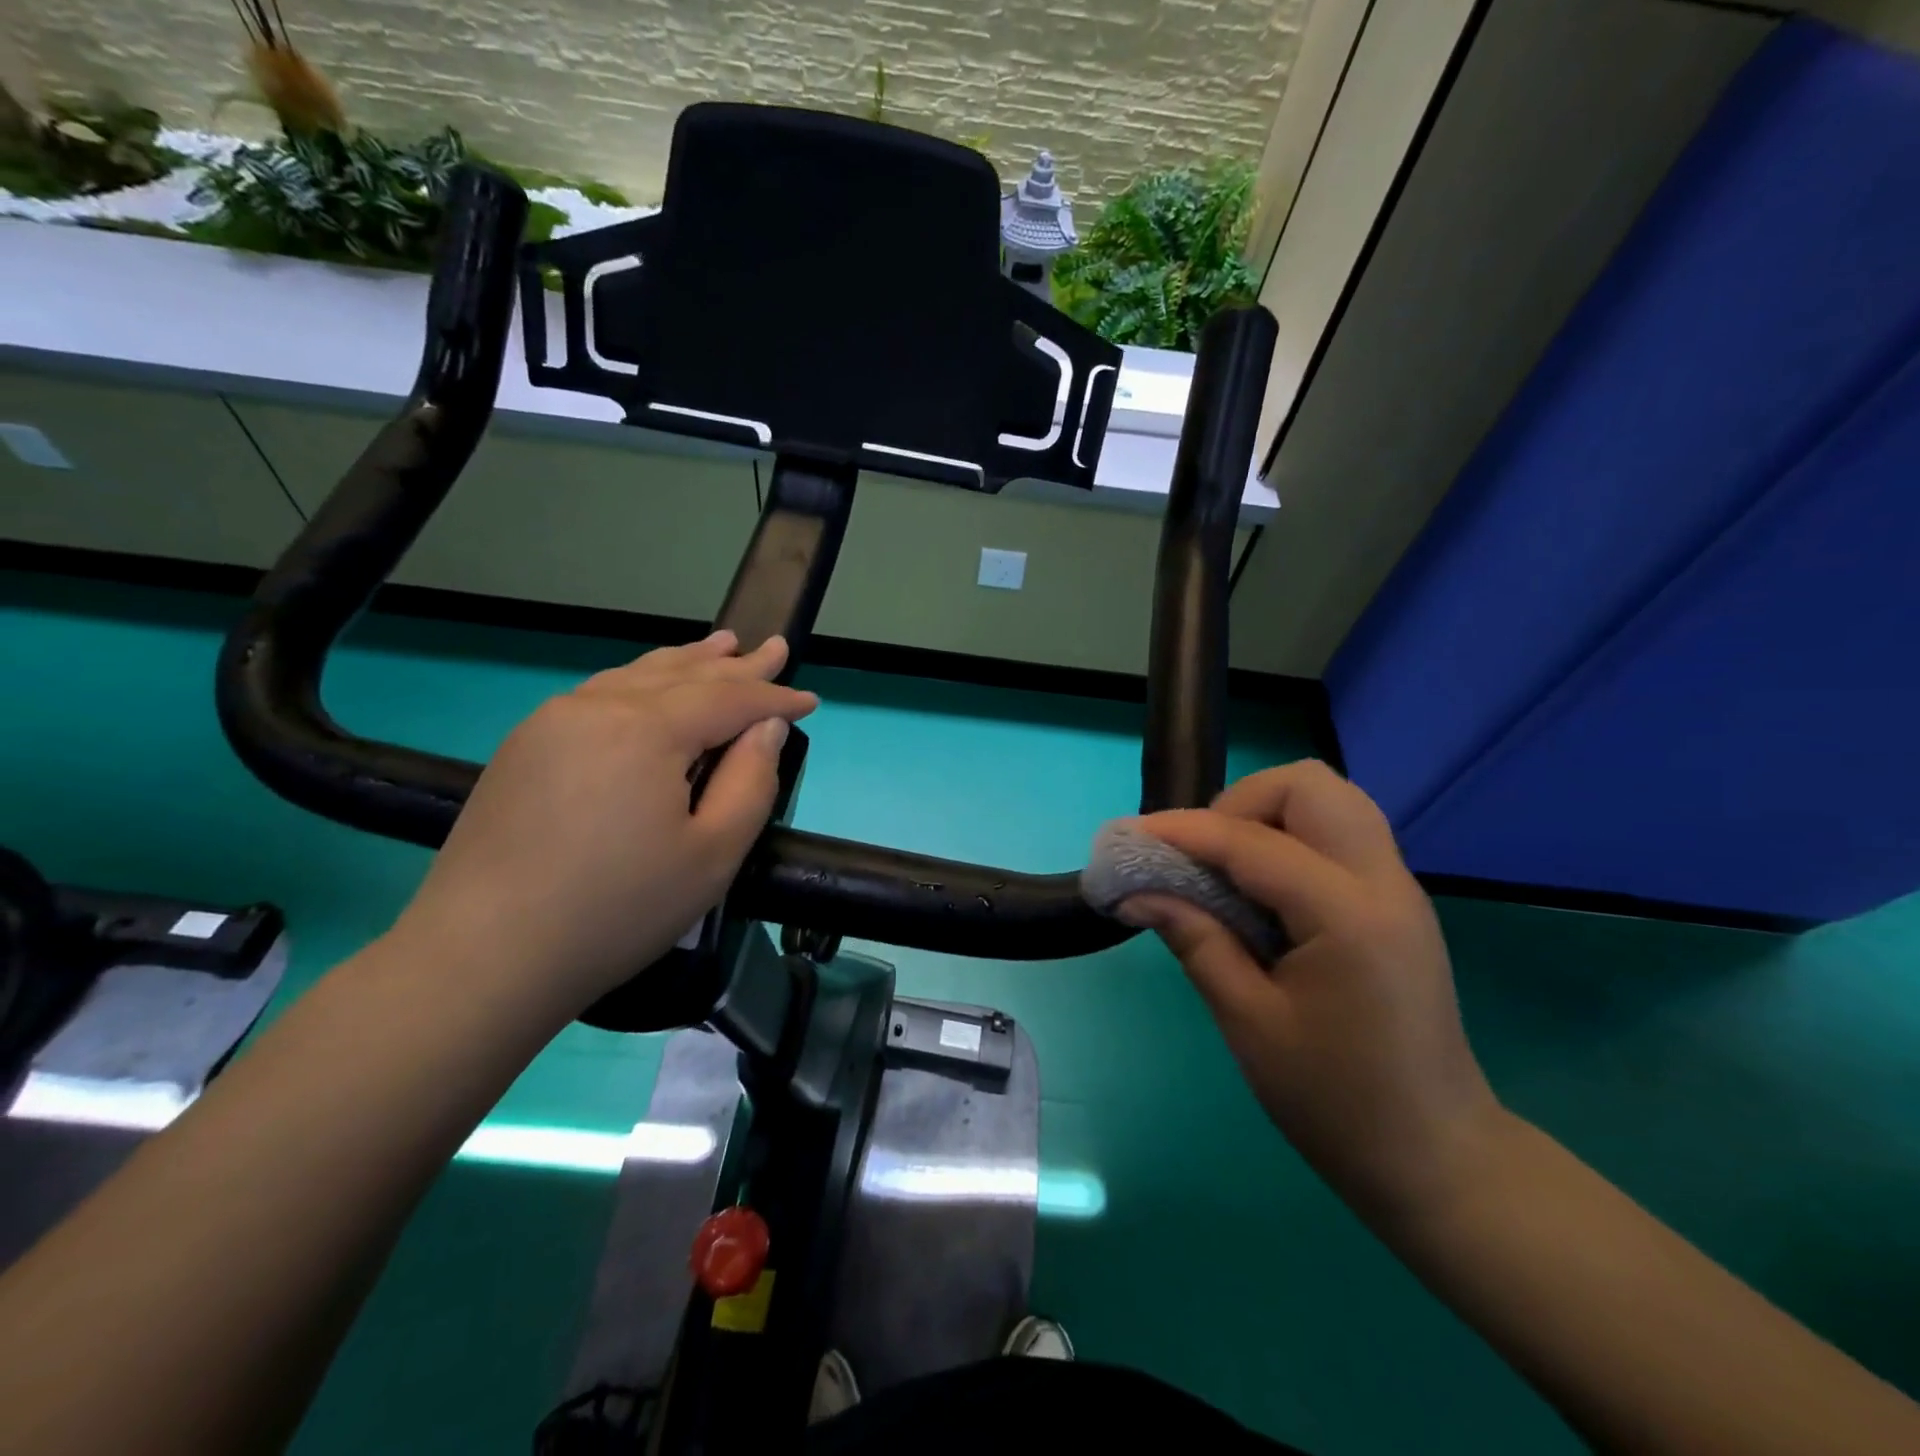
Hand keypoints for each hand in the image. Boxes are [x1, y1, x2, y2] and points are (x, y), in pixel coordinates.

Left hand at [391, 632, 816, 1020]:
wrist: (483, 957)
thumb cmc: (617, 910)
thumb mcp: (713, 855)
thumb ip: (752, 781)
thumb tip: (767, 726)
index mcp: (646, 730)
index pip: (727, 698)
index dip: (773, 696)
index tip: (811, 699)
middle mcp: (597, 708)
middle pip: (682, 675)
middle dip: (735, 664)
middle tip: (774, 647)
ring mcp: (552, 722)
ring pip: (636, 676)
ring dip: (686, 662)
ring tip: (721, 646)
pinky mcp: (525, 746)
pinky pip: (601, 694)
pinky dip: (641, 681)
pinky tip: (653, 685)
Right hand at [1121, 761, 1502, 1216]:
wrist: (1437, 1158)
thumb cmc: (1335, 1102)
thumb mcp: (1249, 1022)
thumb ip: (1195, 940)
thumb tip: (1136, 893)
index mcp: (1348, 916)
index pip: (1250, 841)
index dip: (1181, 832)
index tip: (1127, 840)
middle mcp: (1382, 882)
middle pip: (1308, 784)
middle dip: (1239, 803)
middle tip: (1201, 857)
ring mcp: (1397, 887)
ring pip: (1329, 798)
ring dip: (1267, 813)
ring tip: (1226, 867)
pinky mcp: (1395, 901)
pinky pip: (1338, 832)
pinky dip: (1289, 835)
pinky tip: (1260, 889)